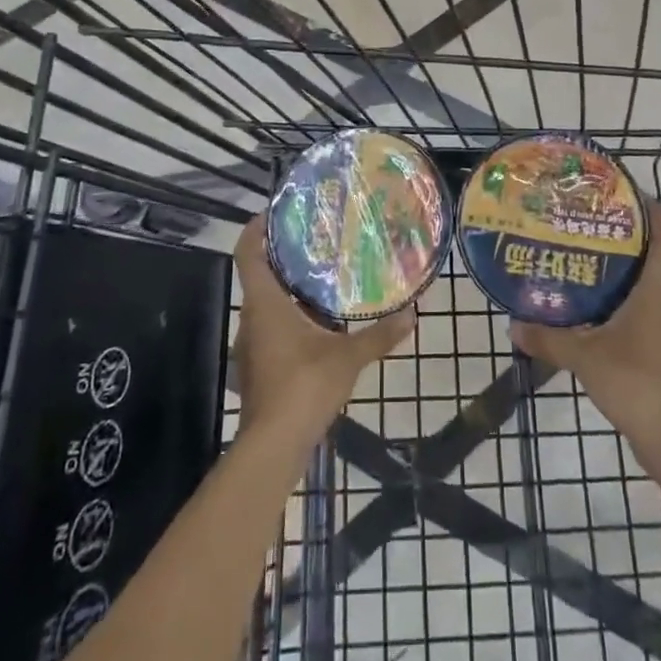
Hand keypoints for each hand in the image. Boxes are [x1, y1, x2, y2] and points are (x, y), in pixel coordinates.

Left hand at [232, 216, 415, 439]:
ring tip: (322, 280)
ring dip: (288, 291)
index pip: (247, 254)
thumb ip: (380, 334)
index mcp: (265, 305)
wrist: (274, 446)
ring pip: (266, 306)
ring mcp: (252, 346)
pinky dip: (290, 320)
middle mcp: (251, 319)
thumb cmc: (304, 387)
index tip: (275, 213)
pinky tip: (319, 326)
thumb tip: (413, 314)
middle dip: (282, 258)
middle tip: (314, 242)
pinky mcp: (258, 368)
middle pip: (259, 277)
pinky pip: (272, 330)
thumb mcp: (347, 357)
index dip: (256, 230)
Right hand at [508, 204, 660, 455]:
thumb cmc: (637, 384)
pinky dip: (616, 312)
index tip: (629, 195)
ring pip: (642, 293)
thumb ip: (549, 339)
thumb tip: (514, 324)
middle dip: (621, 243)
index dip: (654, 212)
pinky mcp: (660, 358)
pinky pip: (637, 320)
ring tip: (579, 270)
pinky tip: (589, 320)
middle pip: (650, 262)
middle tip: (584, 230)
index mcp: (655, 293)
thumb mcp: (585, 358)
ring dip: (617, 279)